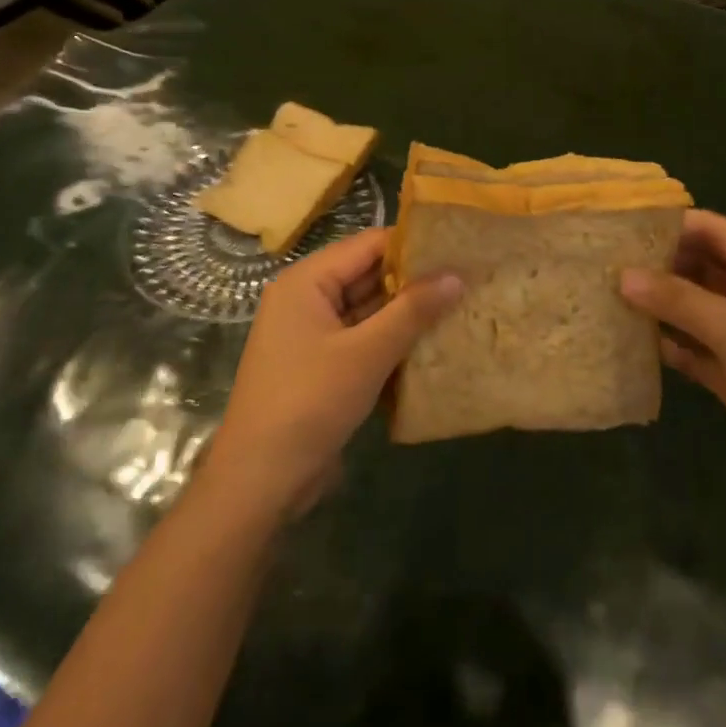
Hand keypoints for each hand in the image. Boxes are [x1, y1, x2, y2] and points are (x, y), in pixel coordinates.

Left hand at [202, 228, 460, 521]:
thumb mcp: (366, 354)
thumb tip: (456, 275)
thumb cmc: (309, 403)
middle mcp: (306, 297)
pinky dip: (390, 338)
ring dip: (406, 311)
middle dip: (413, 279)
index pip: (368, 244)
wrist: (258, 482)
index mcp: (307, 280)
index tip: (458, 248)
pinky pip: (361, 336)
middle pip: (368, 273)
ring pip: (367, 307)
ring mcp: (312, 332)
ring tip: (459, 304)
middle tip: (466, 277)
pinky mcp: (320, 363)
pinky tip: (430, 342)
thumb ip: (412, 311)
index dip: (413, 244)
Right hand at [620, 211, 725, 515]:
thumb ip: (678, 299)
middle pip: (698, 267)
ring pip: (692, 307)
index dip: (670, 226)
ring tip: (606, 295)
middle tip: (603, 262)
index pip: (712, 230)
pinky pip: (691, 345)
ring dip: (658, 304)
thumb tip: (621, 275)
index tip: (620, 226)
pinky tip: (629, 338)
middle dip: (657, 266)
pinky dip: (666, 341)